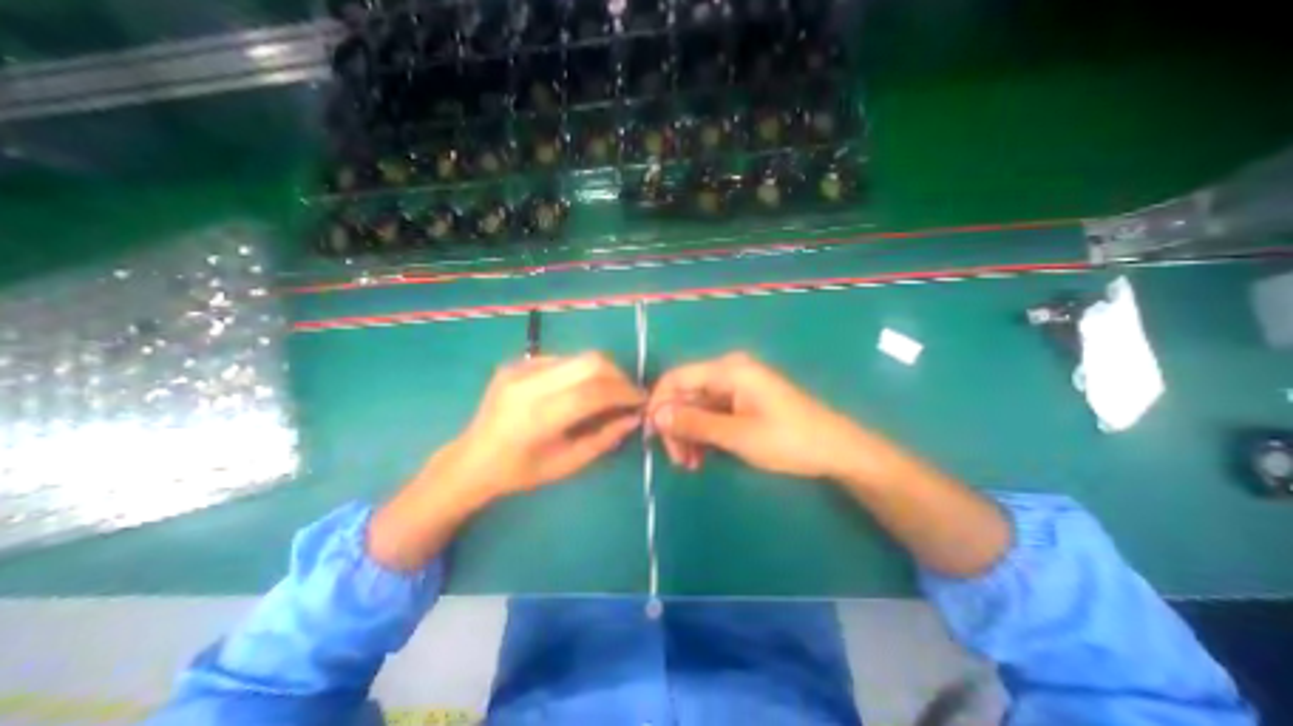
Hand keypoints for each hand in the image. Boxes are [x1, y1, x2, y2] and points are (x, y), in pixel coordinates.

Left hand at [370, 352, 639, 572]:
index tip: (641, 400)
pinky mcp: (518, 362)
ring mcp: (520, 369)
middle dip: (619, 375)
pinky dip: (581, 371)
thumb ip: (604, 438)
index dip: (624, 393)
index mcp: (537, 417)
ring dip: (603, 371)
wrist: (471, 459)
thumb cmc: (520, 472)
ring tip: (608, 391)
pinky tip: (580, 389)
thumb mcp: (567, 464)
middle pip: (590, 362)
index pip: (593, 392)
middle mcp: (528, 384)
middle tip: (628, 393)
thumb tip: (634, 417)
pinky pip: (563, 359)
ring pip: (579, 356)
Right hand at [647, 352, 889, 481]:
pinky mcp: (742, 402)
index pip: (676, 377)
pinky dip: (704, 434)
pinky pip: (712, 414)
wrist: (836, 450)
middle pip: (685, 394)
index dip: (659, 403)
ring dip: (688, 433)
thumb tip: (656, 415)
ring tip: (690, 464)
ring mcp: (735, 387)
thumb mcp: (737, 435)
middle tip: (678, 459)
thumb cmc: (789, 440)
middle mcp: (728, 372)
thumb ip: (694, 423)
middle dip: (676, 425)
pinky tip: (702, 457)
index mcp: (728, 370)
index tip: (653, 434)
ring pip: (696, 407)